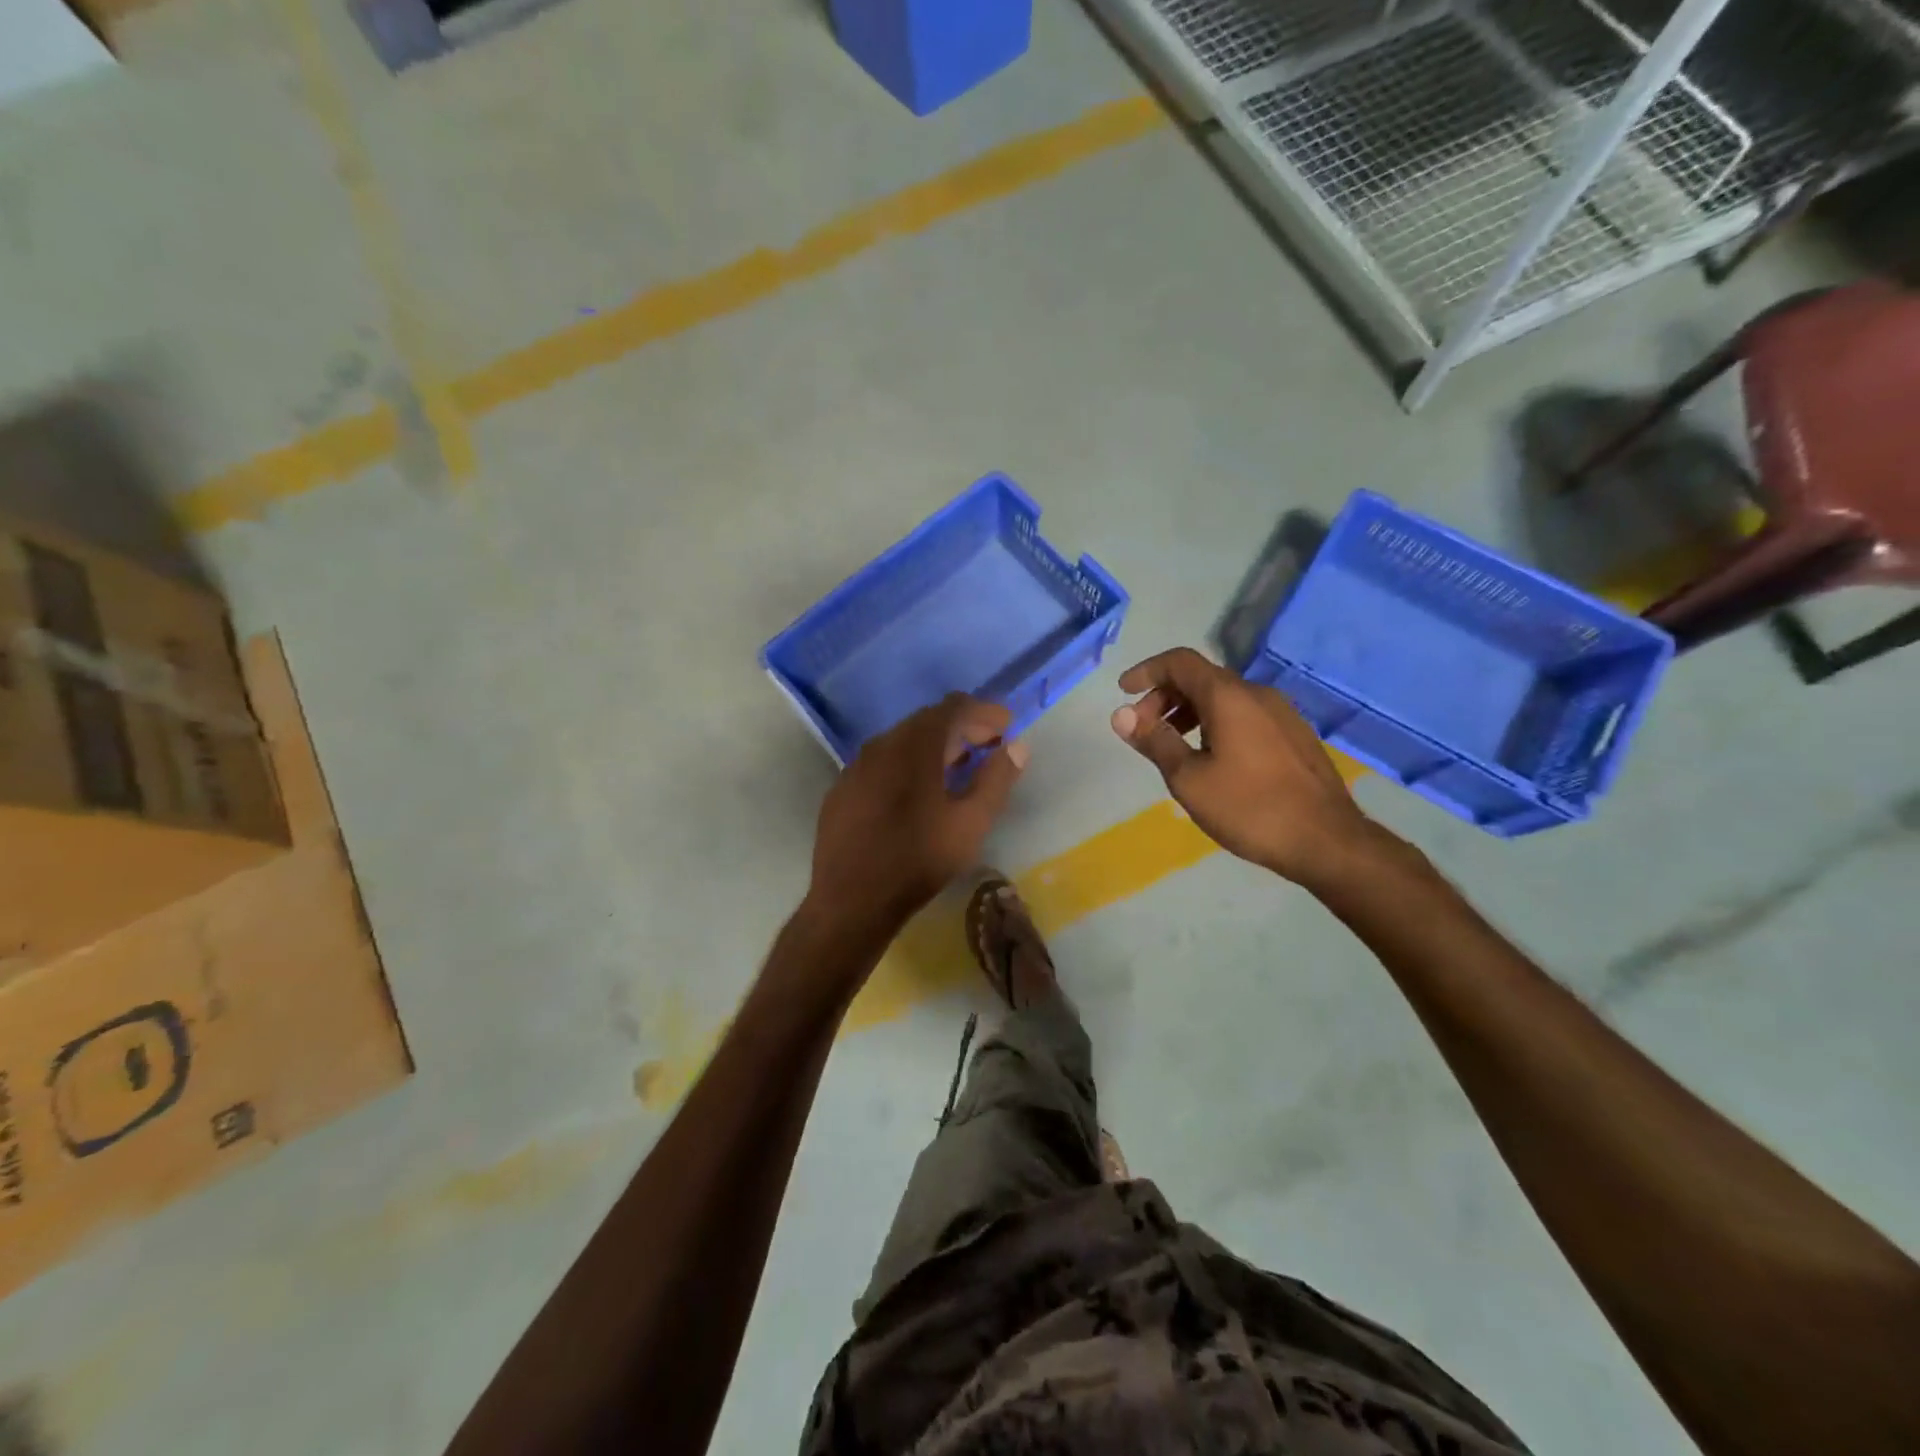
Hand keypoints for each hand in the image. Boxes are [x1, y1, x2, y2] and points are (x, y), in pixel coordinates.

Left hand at [807, 695, 1026, 937]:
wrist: (851, 900)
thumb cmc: (918, 860)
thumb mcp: (971, 823)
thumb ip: (996, 779)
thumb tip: (1017, 747)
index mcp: (913, 746)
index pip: (952, 708)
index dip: (983, 712)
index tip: (1006, 726)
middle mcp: (881, 745)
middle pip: (926, 721)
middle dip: (961, 728)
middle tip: (988, 745)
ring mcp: (856, 767)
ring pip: (901, 741)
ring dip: (934, 746)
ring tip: (959, 766)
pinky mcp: (843, 790)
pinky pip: (881, 763)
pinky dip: (907, 764)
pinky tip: (917, 792)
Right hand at [1110, 647, 1372, 887]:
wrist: (1327, 840)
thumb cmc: (1249, 808)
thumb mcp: (1188, 779)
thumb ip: (1154, 741)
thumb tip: (1121, 715)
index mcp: (1228, 696)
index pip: (1179, 662)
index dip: (1147, 671)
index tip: (1124, 692)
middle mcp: (1256, 694)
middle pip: (1201, 678)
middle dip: (1165, 697)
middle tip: (1144, 731)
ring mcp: (1281, 713)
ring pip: (1224, 698)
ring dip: (1190, 712)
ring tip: (1173, 747)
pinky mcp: (1294, 735)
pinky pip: (1244, 715)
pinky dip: (1215, 723)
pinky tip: (1211, 759)